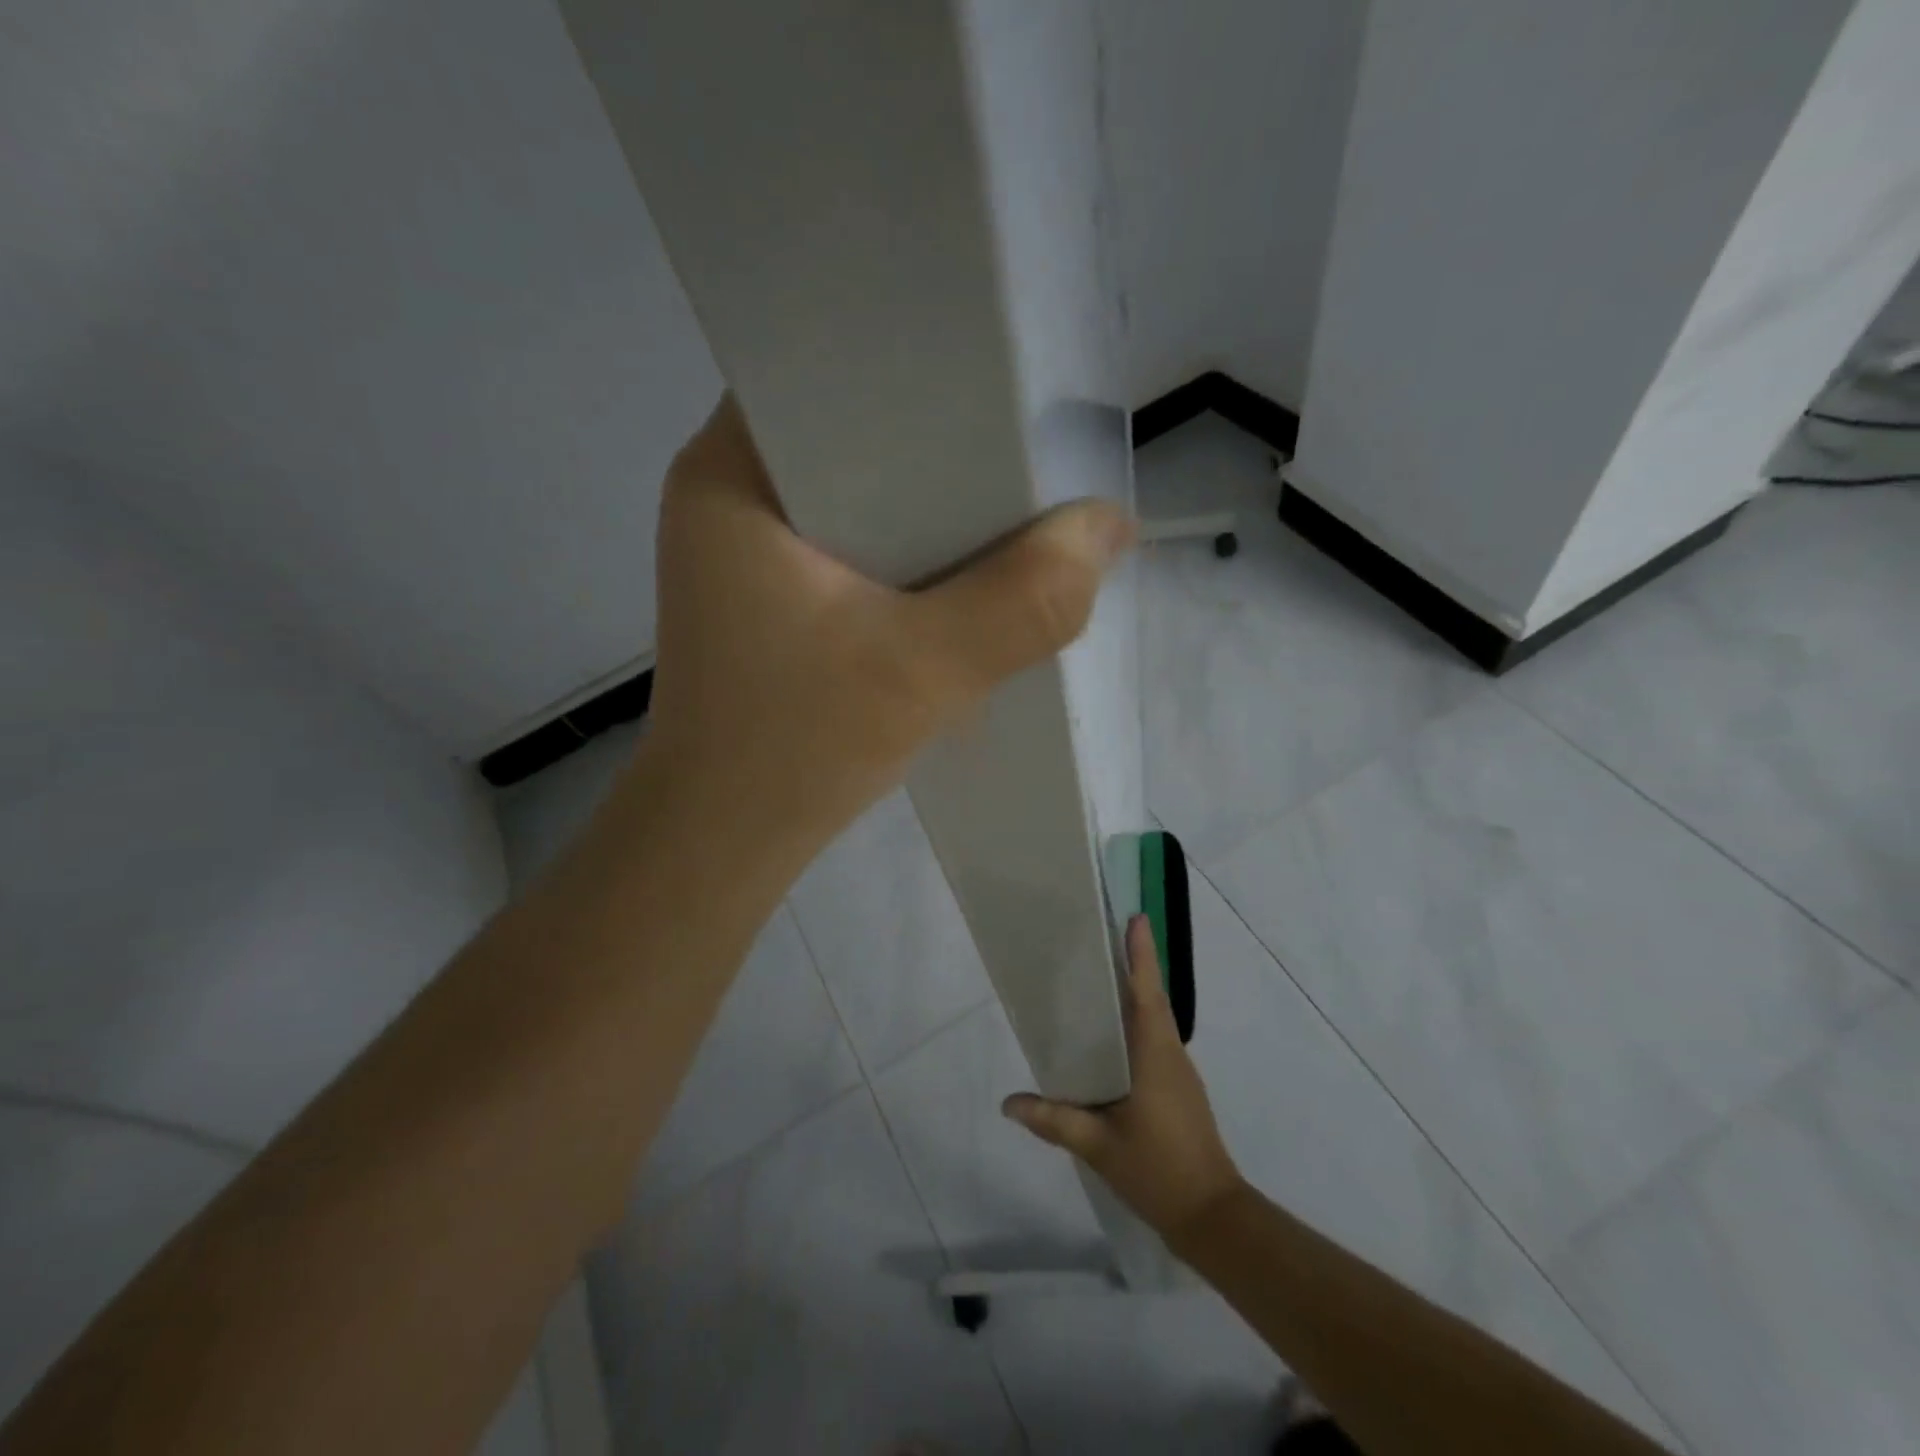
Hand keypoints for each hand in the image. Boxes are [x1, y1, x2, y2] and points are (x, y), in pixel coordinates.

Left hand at [635, 394, 1135, 862]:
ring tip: (1011, 503)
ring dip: (931, 508)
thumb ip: (1026, 599)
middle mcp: (729, 493)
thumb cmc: (793, 749)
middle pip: (854, 434)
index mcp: (730, 473)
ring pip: (860, 495)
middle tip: (1025, 448)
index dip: (918, 369)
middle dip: (941, 447)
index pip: (829, 370)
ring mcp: (746, 550)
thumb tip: (1110, 525)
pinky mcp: (770, 597)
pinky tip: (963, 571)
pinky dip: (908, 555)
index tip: (1000, 384)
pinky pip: (854, 545)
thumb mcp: (922, 671)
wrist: (723, 842)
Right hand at [1003, 915, 1243, 1237]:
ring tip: (1098, 978)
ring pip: (1153, 1020)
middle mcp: (1170, 1053)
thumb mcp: (1098, 1146)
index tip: (1135, 918)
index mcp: (1155, 1054)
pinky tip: (1109, 1038)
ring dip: (1134, 993)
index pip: (1147, 992)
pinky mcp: (1177, 1089)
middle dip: (1132, 964)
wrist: (1212, 1217)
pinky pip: (1154, 1041)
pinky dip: (1134, 1024)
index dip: (1141, 954)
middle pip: (1150, 998)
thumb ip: (1054, 1120)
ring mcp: (1177, 1072)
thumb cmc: (1159, 1170)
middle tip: (1101, 938)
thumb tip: (1008, 1103)